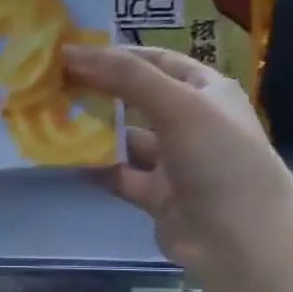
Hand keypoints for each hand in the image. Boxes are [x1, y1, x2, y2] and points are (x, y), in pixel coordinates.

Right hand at [63, 44, 292, 268]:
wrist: (241, 239)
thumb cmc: (219, 158)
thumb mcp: (177, 105)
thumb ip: (125, 77)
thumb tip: (72, 52)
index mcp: (207, 92)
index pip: (157, 61)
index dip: (117, 54)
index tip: (72, 52)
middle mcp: (191, 122)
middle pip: (136, 98)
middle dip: (98, 90)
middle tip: (52, 83)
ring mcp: (174, 162)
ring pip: (125, 138)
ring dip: (93, 129)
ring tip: (51, 117)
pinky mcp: (157, 196)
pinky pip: (119, 174)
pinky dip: (95, 166)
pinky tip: (64, 157)